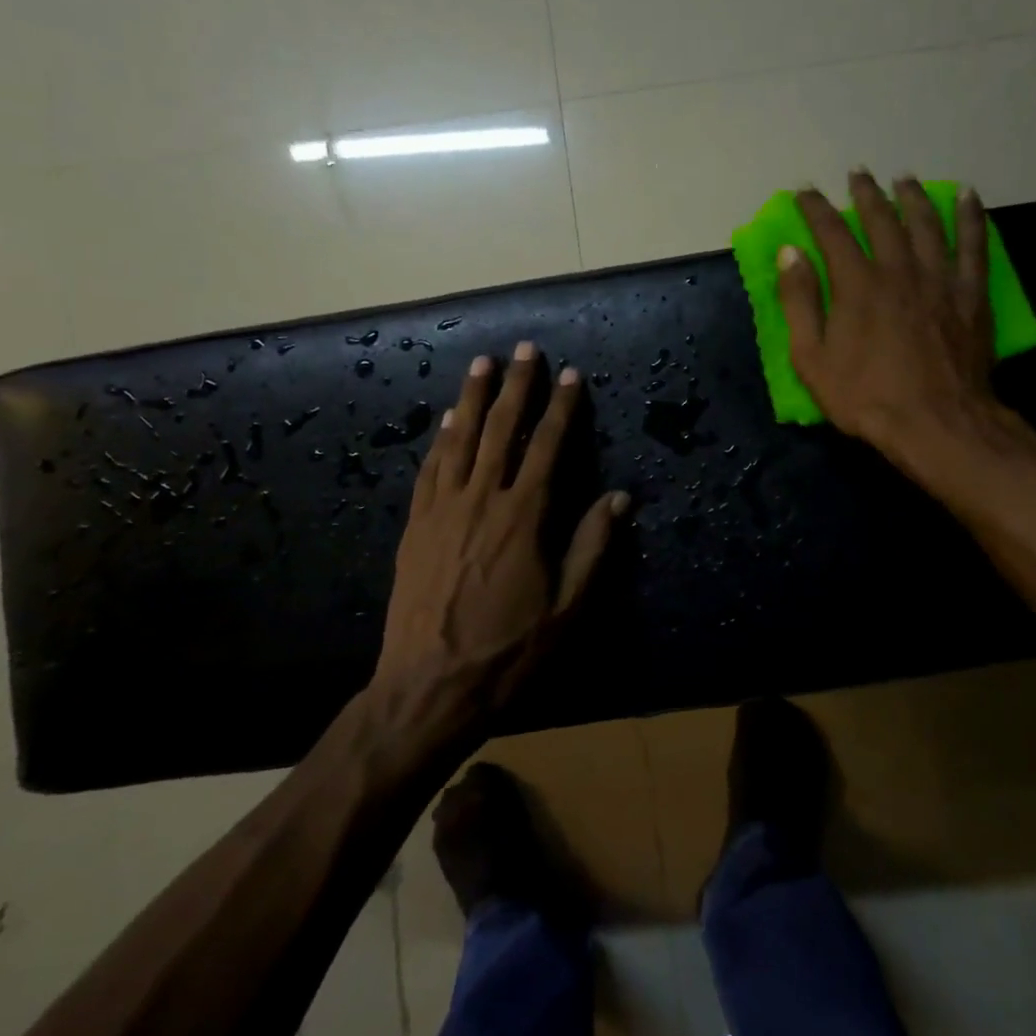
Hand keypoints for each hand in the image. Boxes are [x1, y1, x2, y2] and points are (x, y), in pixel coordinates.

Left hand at [376, 342, 627, 713]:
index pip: (547, 447)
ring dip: (473, 398)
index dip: (561, 408)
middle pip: (501, 429)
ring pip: (459, 439)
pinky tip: (447, 421)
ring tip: (483, 364)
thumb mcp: (567, 609)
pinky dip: (440, 439)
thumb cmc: (507, 651)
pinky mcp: (416, 525)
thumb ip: (593, 548)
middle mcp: (482, 499)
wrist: (428, 686)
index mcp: (523, 517)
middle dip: (515, 386)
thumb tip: (619, 497)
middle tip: (524, 349)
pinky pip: (430, 469)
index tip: (570, 375)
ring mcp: (442, 509)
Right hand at [778, 171, 1004, 473]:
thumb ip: (799, 302)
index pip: (831, 232)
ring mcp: (939, 278)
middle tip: (857, 174)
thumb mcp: (812, 358)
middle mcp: (898, 269)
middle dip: (865, 193)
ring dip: (912, 196)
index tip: (805, 192)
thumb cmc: (865, 396)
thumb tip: (790, 253)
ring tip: (903, 179)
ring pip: (926, 223)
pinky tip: (966, 196)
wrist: (935, 422)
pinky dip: (970, 216)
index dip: (815, 209)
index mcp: (856, 284)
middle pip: (881, 219)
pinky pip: (973, 244)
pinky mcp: (970, 294)